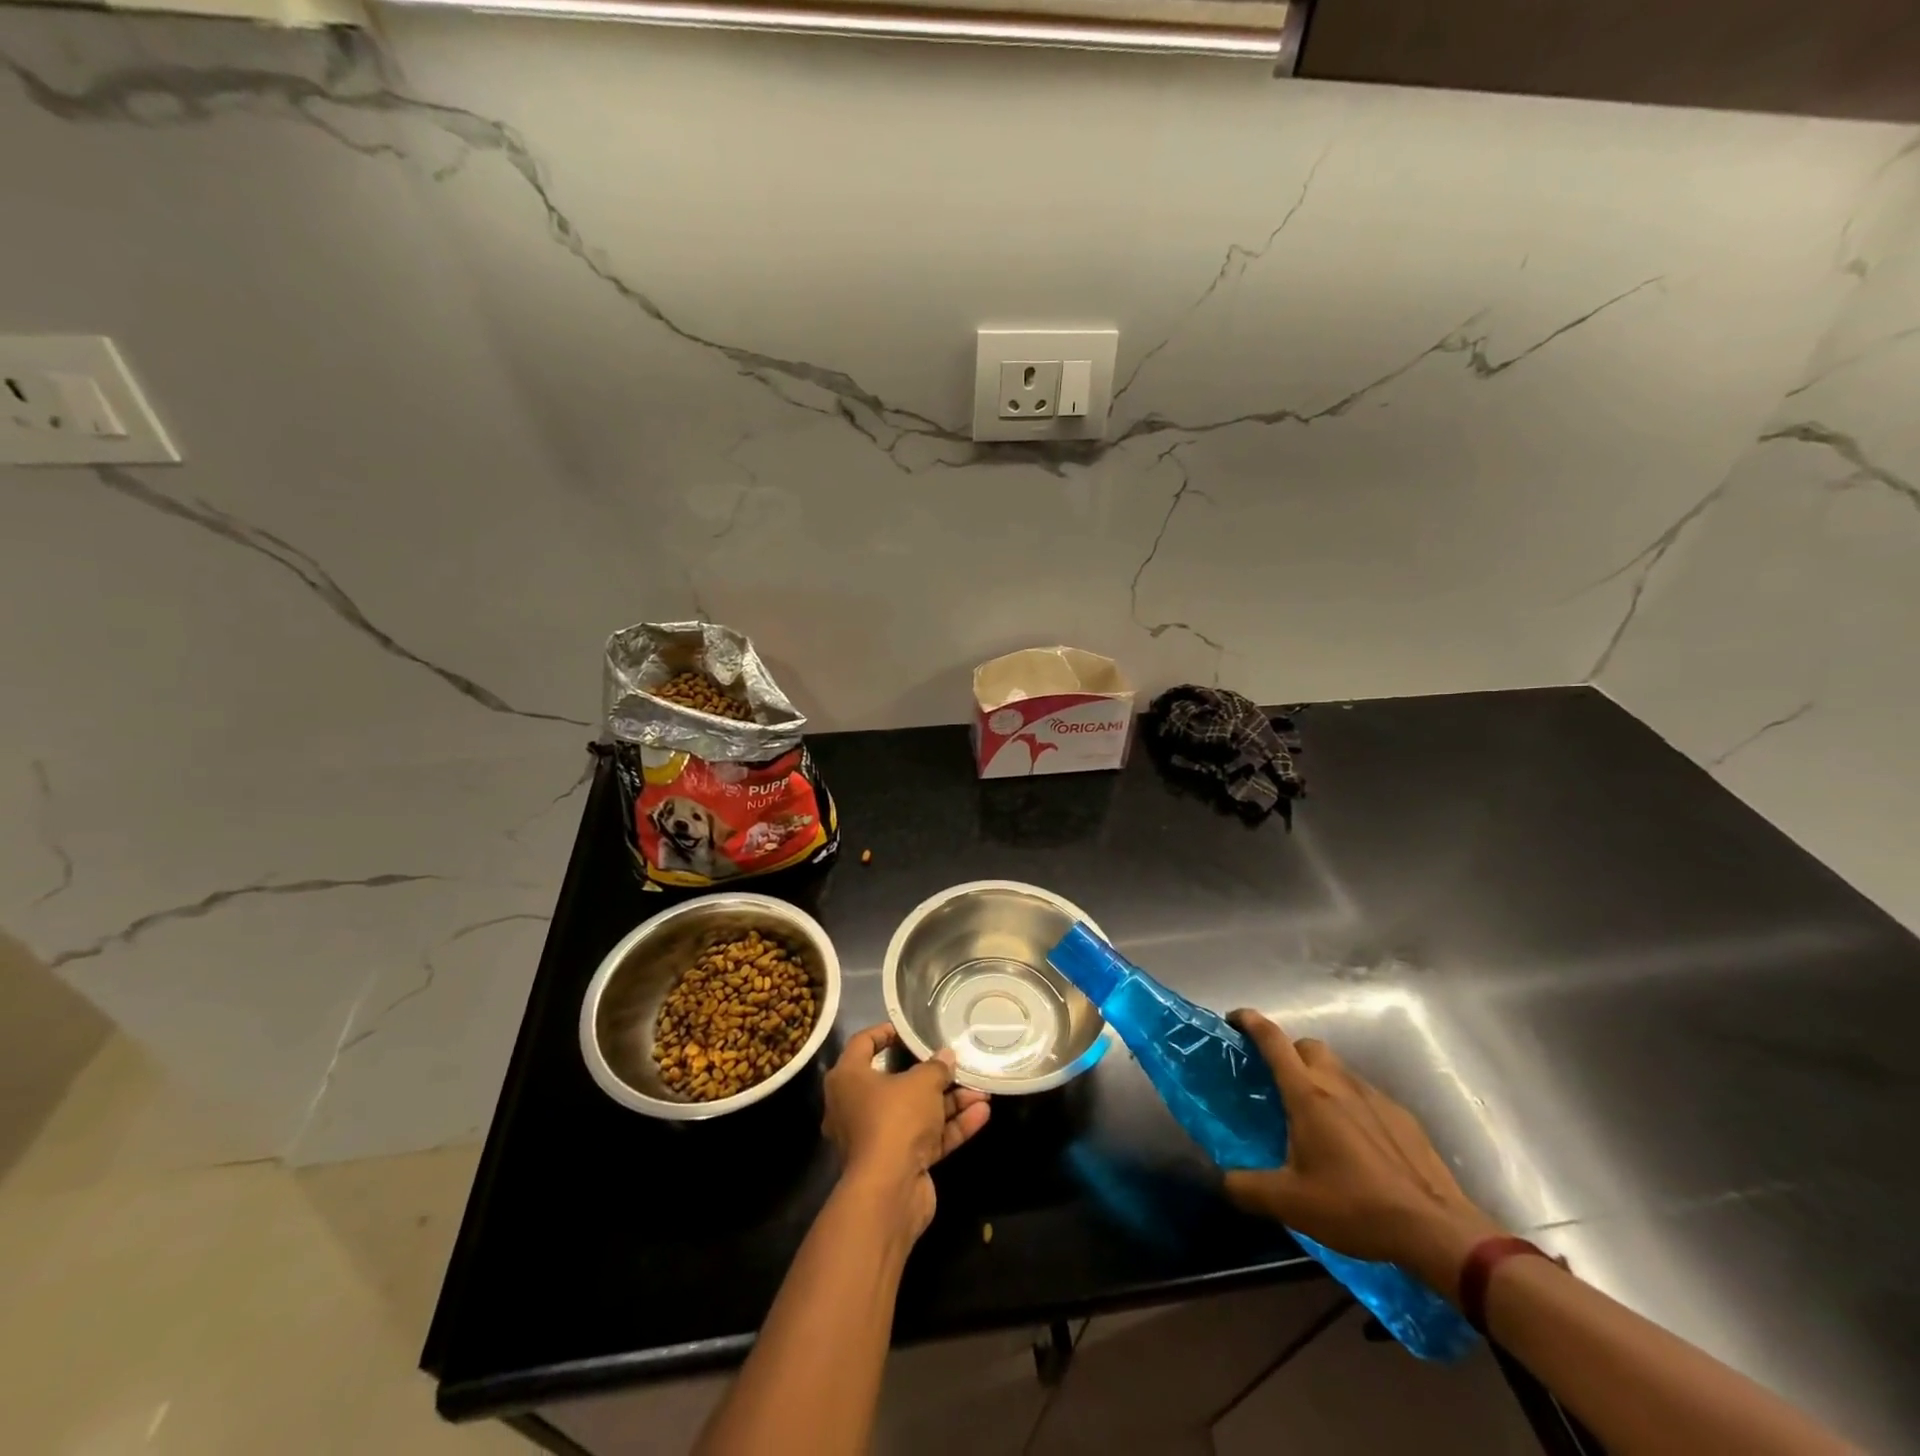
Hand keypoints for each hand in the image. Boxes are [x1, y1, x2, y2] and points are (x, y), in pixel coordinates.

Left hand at [822, 1024, 991, 1238]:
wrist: (889, 1191)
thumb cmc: (895, 1119)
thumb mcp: (921, 1083)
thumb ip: (936, 1067)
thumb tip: (946, 1056)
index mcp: (848, 1080)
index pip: (862, 1044)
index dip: (885, 1032)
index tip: (908, 1030)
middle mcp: (857, 1107)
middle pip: (895, 1082)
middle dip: (931, 1075)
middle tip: (954, 1062)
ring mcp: (877, 1138)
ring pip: (916, 1112)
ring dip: (949, 1101)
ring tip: (982, 1089)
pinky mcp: (898, 1163)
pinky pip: (926, 1137)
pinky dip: (951, 1126)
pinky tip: (982, 1114)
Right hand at [1223, 1010, 1504, 1300]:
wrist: (1437, 1230)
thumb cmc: (1355, 1206)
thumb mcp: (1289, 1203)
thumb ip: (1246, 1187)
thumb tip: (1222, 1180)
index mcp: (1307, 1094)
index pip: (1273, 1040)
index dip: (1250, 1021)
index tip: (1234, 1018)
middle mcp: (1339, 1084)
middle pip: (1307, 1047)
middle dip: (1288, 1052)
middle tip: (1276, 1082)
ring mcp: (1375, 1098)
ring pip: (1338, 1070)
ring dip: (1320, 1079)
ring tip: (1315, 1118)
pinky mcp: (1403, 1118)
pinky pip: (1366, 1096)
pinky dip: (1351, 1105)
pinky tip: (1355, 1144)